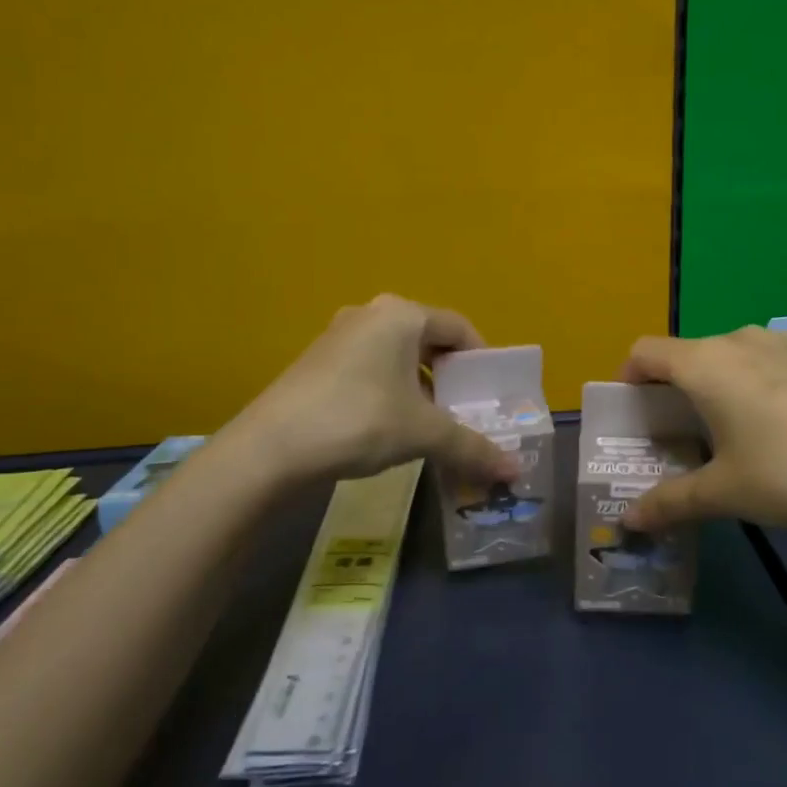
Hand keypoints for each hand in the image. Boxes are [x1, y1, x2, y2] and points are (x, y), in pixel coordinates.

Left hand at [242, 295, 520, 485]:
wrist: (270, 449)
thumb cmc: (360, 421)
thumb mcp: (424, 433)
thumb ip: (472, 447)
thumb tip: (515, 472)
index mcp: (402, 315)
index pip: (459, 328)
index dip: (481, 360)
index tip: (491, 393)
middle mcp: (371, 314)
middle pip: (428, 340)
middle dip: (450, 376)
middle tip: (466, 409)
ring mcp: (339, 336)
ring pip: (397, 356)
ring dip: (420, 386)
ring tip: (432, 422)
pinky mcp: (317, 362)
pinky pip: (370, 368)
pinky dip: (391, 390)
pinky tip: (391, 425)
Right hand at [618, 326, 786, 550]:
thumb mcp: (725, 493)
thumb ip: (670, 502)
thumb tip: (628, 521)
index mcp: (707, 363)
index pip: (646, 352)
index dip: (628, 380)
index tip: (634, 418)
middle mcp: (741, 339)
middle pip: (687, 354)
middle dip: (672, 391)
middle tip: (677, 438)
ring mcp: (785, 343)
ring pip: (729, 356)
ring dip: (714, 386)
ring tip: (727, 433)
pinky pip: (766, 361)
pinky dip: (752, 383)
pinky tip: (778, 427)